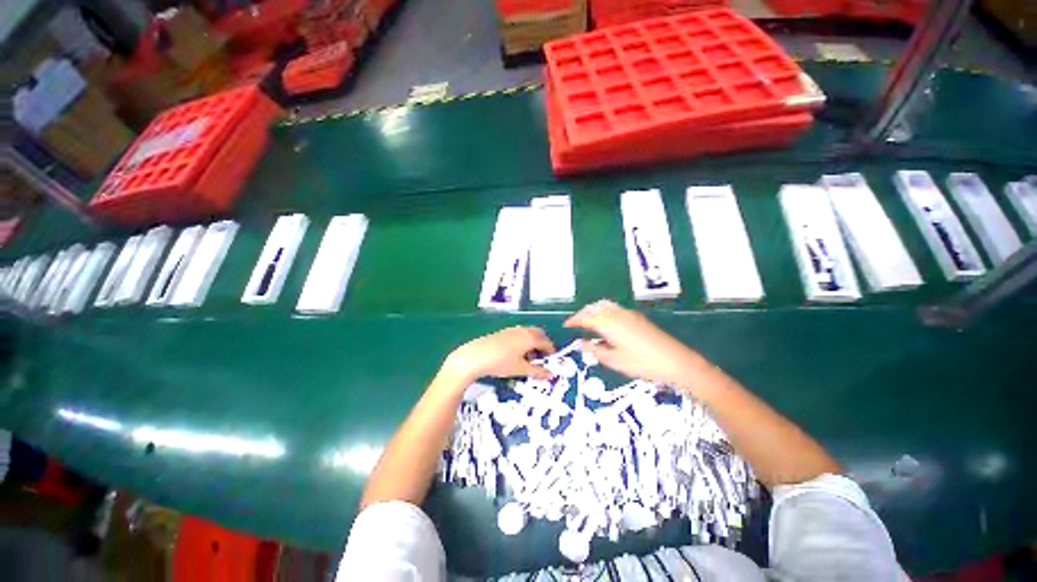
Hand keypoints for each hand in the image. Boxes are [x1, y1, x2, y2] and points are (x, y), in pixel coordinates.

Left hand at [444, 327, 555, 382]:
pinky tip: (515, 354)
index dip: (551, 351)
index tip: (551, 361)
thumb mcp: (520, 369)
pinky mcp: (503, 332)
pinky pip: (519, 334)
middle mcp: (523, 330)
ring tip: (528, 358)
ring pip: (528, 333)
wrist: (476, 356)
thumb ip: (537, 372)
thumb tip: (550, 374)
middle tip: (541, 358)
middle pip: (538, 334)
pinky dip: (523, 342)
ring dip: (532, 343)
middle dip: (542, 345)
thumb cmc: (501, 362)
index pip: (546, 342)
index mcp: (530, 337)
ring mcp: (512, 330)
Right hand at [564, 300, 709, 388]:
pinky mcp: (636, 317)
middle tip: (575, 323)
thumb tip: (581, 344)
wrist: (675, 360)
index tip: (566, 325)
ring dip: (593, 310)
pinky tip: (606, 323)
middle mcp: (616, 313)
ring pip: (604, 305)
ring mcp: (627, 313)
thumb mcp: (613, 360)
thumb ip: (594, 350)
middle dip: (582, 313)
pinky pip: (614, 308)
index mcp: (608, 323)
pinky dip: (604, 311)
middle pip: (594, 307)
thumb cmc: (641, 363)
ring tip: (588, 321)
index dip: (574, 320)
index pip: (585, 317)